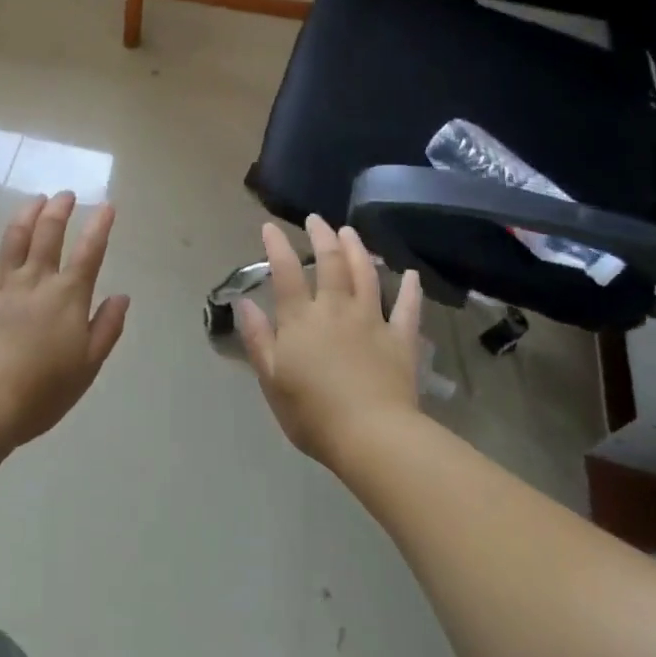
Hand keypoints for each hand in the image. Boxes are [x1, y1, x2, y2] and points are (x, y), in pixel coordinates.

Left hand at [0, 193, 131, 447]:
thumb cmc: (41, 392)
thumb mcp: (87, 366)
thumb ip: (106, 328)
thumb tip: (122, 296)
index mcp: (68, 297)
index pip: (89, 253)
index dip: (100, 226)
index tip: (106, 205)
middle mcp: (36, 280)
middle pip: (49, 234)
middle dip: (60, 209)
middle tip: (66, 195)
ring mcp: (0, 282)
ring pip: (15, 236)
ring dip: (27, 213)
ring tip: (36, 199)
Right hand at [235, 216, 423, 467]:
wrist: (372, 437)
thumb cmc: (312, 413)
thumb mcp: (271, 379)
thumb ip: (258, 338)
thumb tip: (245, 302)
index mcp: (301, 320)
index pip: (286, 273)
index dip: (276, 246)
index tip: (269, 227)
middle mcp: (336, 309)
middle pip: (330, 263)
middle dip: (321, 236)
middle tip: (316, 219)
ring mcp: (372, 321)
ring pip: (366, 275)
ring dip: (357, 250)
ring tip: (350, 232)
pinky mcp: (400, 339)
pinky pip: (407, 309)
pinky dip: (410, 290)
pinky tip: (410, 274)